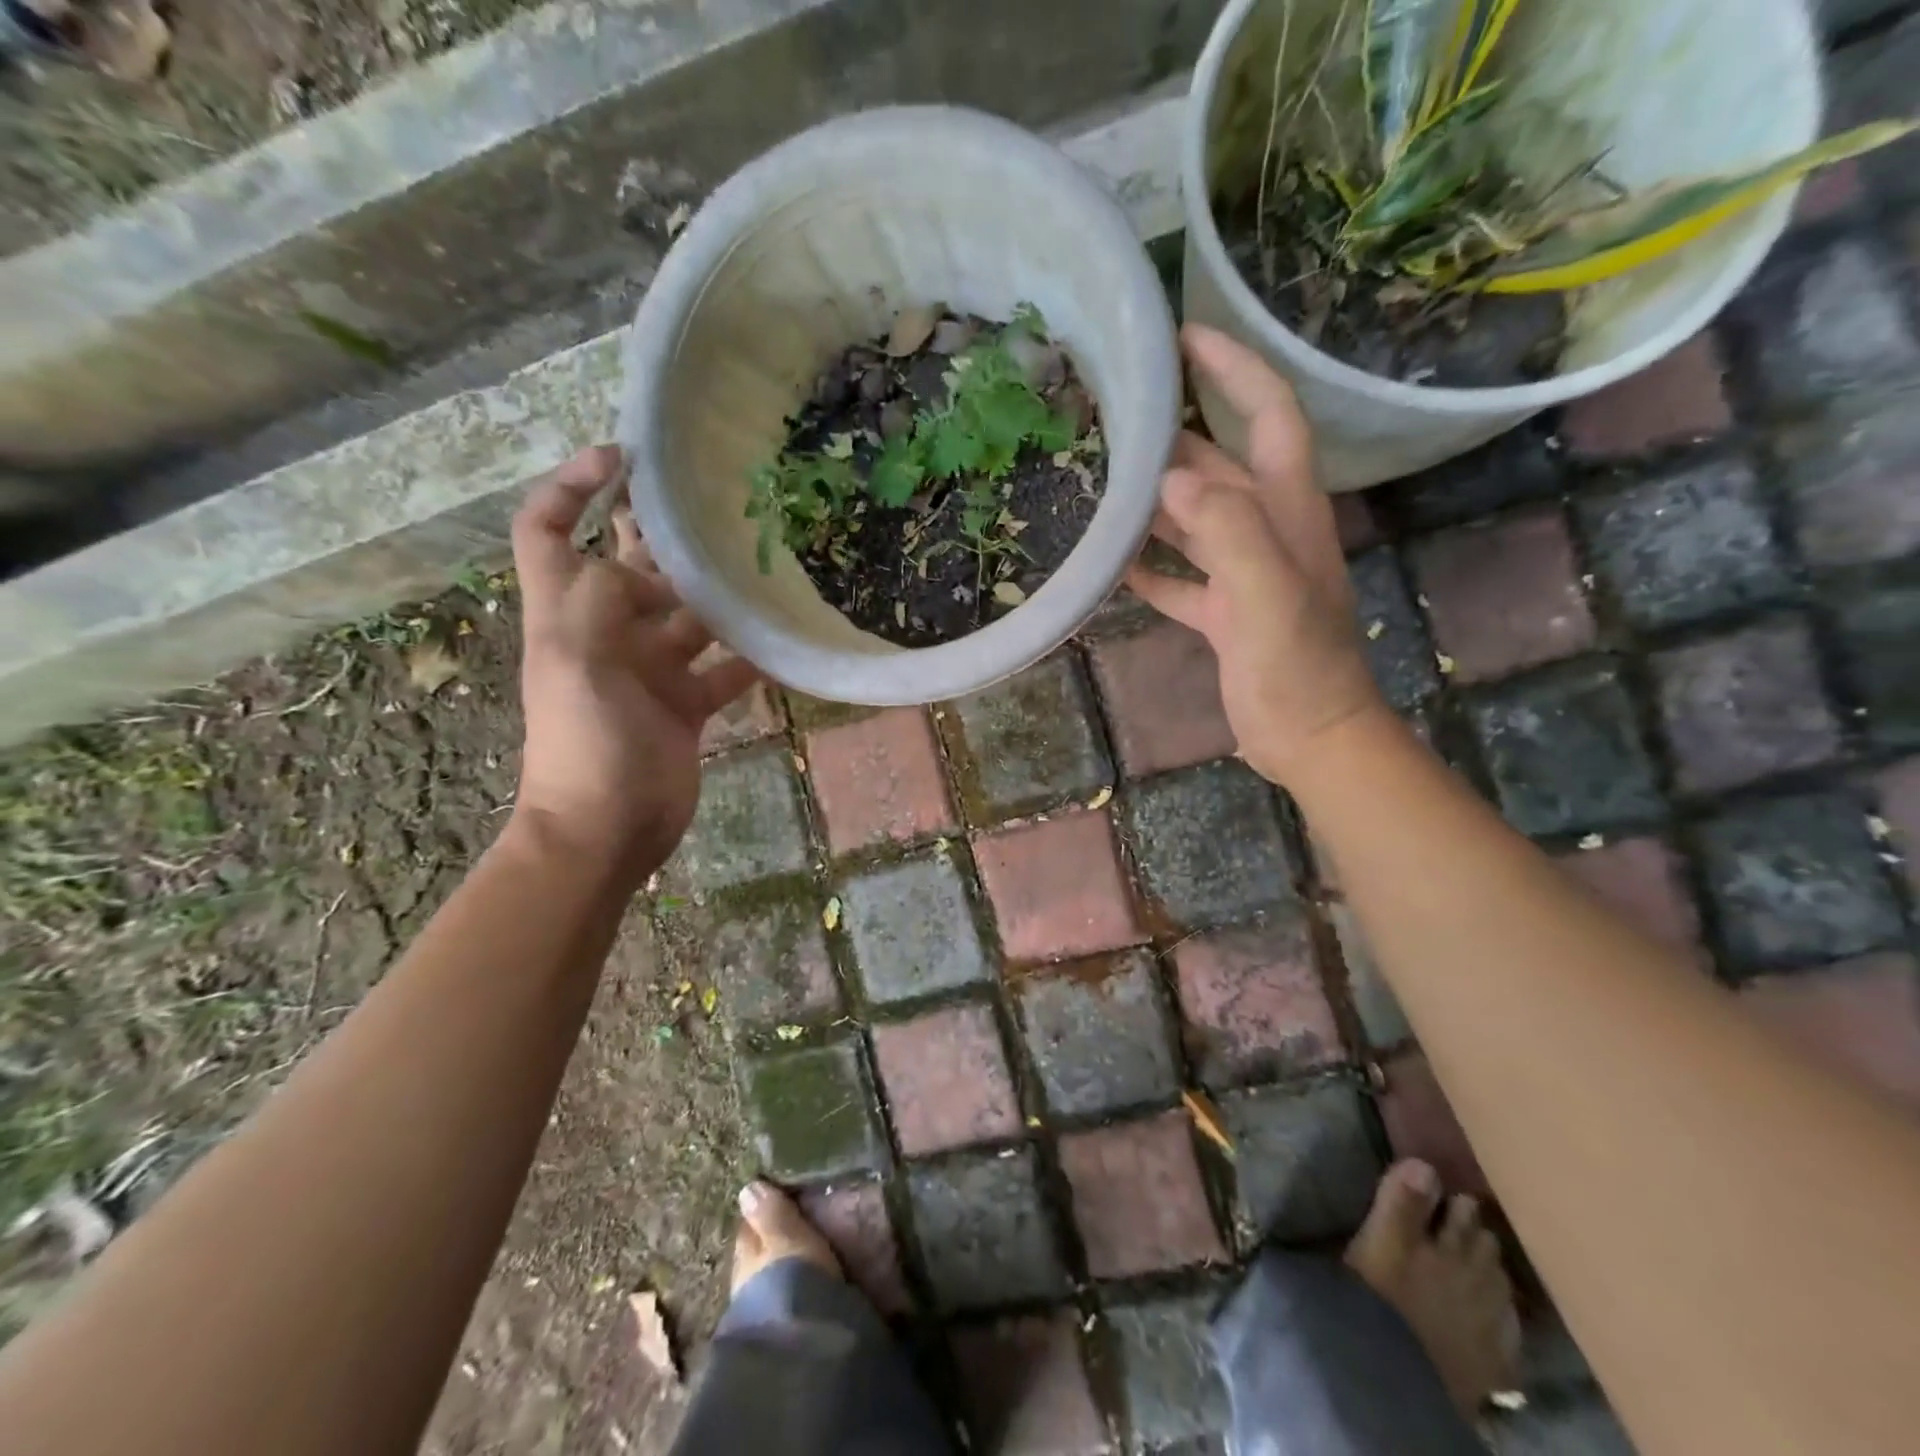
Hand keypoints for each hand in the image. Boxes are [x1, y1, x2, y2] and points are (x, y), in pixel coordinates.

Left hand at [509, 446, 758, 868]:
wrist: (607, 830)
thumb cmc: (586, 746)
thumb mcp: (577, 662)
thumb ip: (601, 600)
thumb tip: (642, 568)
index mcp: (568, 613)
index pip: (549, 530)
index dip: (571, 485)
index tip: (619, 456)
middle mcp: (608, 633)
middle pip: (634, 567)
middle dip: (668, 537)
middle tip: (724, 509)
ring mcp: (651, 671)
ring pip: (688, 617)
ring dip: (720, 596)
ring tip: (767, 566)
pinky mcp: (686, 705)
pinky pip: (722, 669)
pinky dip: (748, 657)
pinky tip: (782, 642)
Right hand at [1126, 326, 1389, 786]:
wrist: (1309, 737)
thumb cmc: (1297, 667)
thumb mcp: (1268, 595)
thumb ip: (1228, 531)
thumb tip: (1171, 477)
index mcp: (1287, 510)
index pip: (1269, 415)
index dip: (1234, 369)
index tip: (1186, 338)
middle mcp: (1266, 529)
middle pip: (1219, 464)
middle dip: (1175, 433)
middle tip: (1114, 413)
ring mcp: (1243, 572)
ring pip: (1193, 518)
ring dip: (1153, 498)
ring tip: (1098, 477)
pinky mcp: (1223, 612)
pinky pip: (1178, 576)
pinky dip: (1148, 566)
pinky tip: (1109, 560)